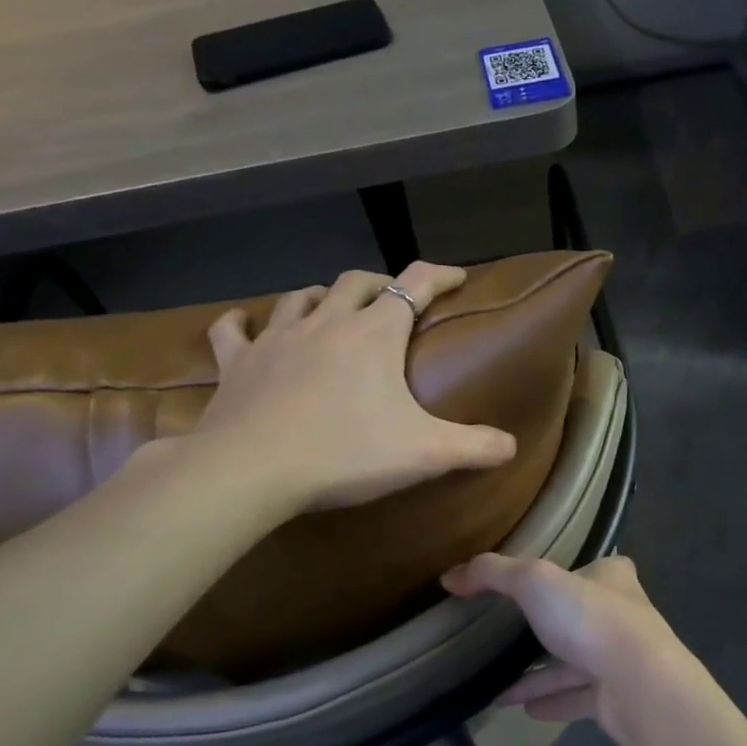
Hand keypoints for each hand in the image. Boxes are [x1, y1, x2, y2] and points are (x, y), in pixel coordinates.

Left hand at [192, 262, 516, 511]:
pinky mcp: (238, 363)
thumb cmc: (345, 453)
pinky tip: (246, 323)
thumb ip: (475, 447)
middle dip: (380, 284)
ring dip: (321, 296)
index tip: (456, 277)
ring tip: (331, 308)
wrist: (252, 470)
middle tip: (394, 300)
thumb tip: (511, 446)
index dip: (439, 275)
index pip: (414, 284)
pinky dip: (244, 323)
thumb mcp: (425, 453)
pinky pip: (235, 330)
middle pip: (357, 282)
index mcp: (374, 334)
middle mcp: (326, 322)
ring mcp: (277, 338)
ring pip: (301, 297)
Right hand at [441, 554, 706, 745]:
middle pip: (581, 616)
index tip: (538, 584)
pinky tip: (521, 708)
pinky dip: (550, 700)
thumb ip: (492, 574)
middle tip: (509, 636)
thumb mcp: (534, 581)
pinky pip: (576, 697)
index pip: (593, 568)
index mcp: (612, 578)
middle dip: (548, 626)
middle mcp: (623, 616)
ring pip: (574, 662)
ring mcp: (621, 659)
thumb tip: (450, 576)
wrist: (641, 685)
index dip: (569, 571)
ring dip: (540, 673)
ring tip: (498, 686)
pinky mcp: (617, 698)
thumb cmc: (590, 619)